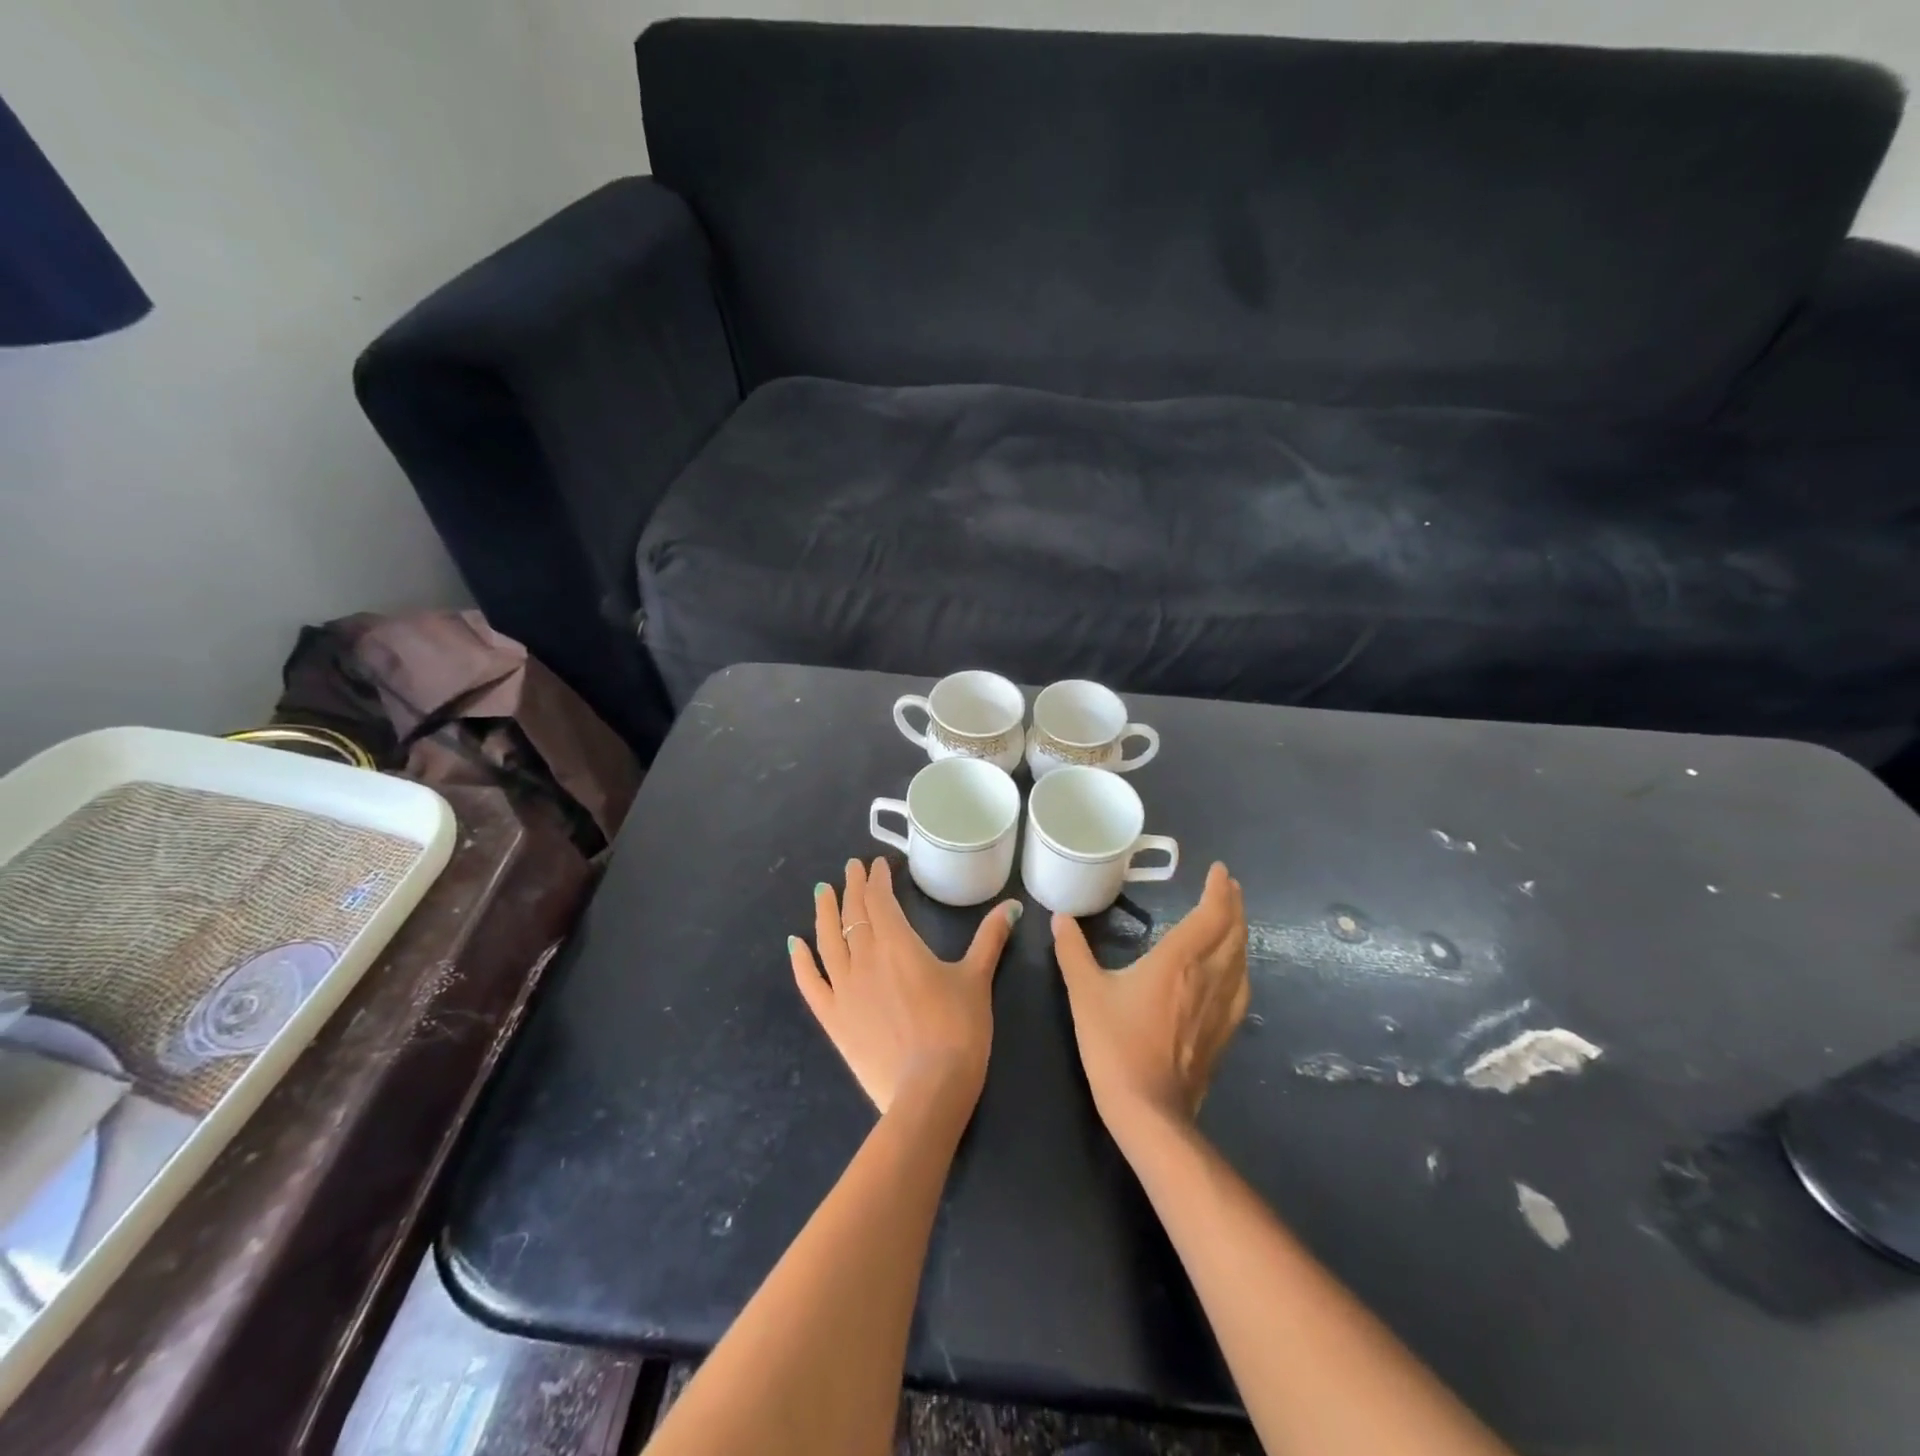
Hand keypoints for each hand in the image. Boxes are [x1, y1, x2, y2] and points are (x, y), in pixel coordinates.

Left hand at [790, 858, 1020, 1115]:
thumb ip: (990, 938)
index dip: (877, 878)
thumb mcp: (977, 979)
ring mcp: (843, 988)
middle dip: (853, 887)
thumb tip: (1012, 906)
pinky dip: (801, 961)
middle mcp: (864, 957)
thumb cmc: (958, 1029)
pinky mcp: (832, 1019)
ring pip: (827, 940)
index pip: (880, 899)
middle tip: (851, 868)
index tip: (877, 865)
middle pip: (854, 913)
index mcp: (898, 943)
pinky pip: (810, 983)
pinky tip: (794, 943)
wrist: (930, 1089)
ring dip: (824, 912)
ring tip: (821, 891)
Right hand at [1052, 862, 1248, 1130]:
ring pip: (1242, 958)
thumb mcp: (1085, 992)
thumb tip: (1059, 917)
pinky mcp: (1224, 1031)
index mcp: (1178, 960)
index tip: (1220, 871)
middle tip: (1227, 887)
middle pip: (1233, 932)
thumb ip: (1072, 951)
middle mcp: (1208, 976)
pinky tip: (1232, 970)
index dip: (1219, 889)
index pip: (1211, 914)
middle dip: (1233, 905)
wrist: (1148, 1109)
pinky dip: (1240, 964)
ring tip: (1231, 919)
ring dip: (1239, 932)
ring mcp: (1221, 1006)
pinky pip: (1240, 985)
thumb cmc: (1114, 1043)